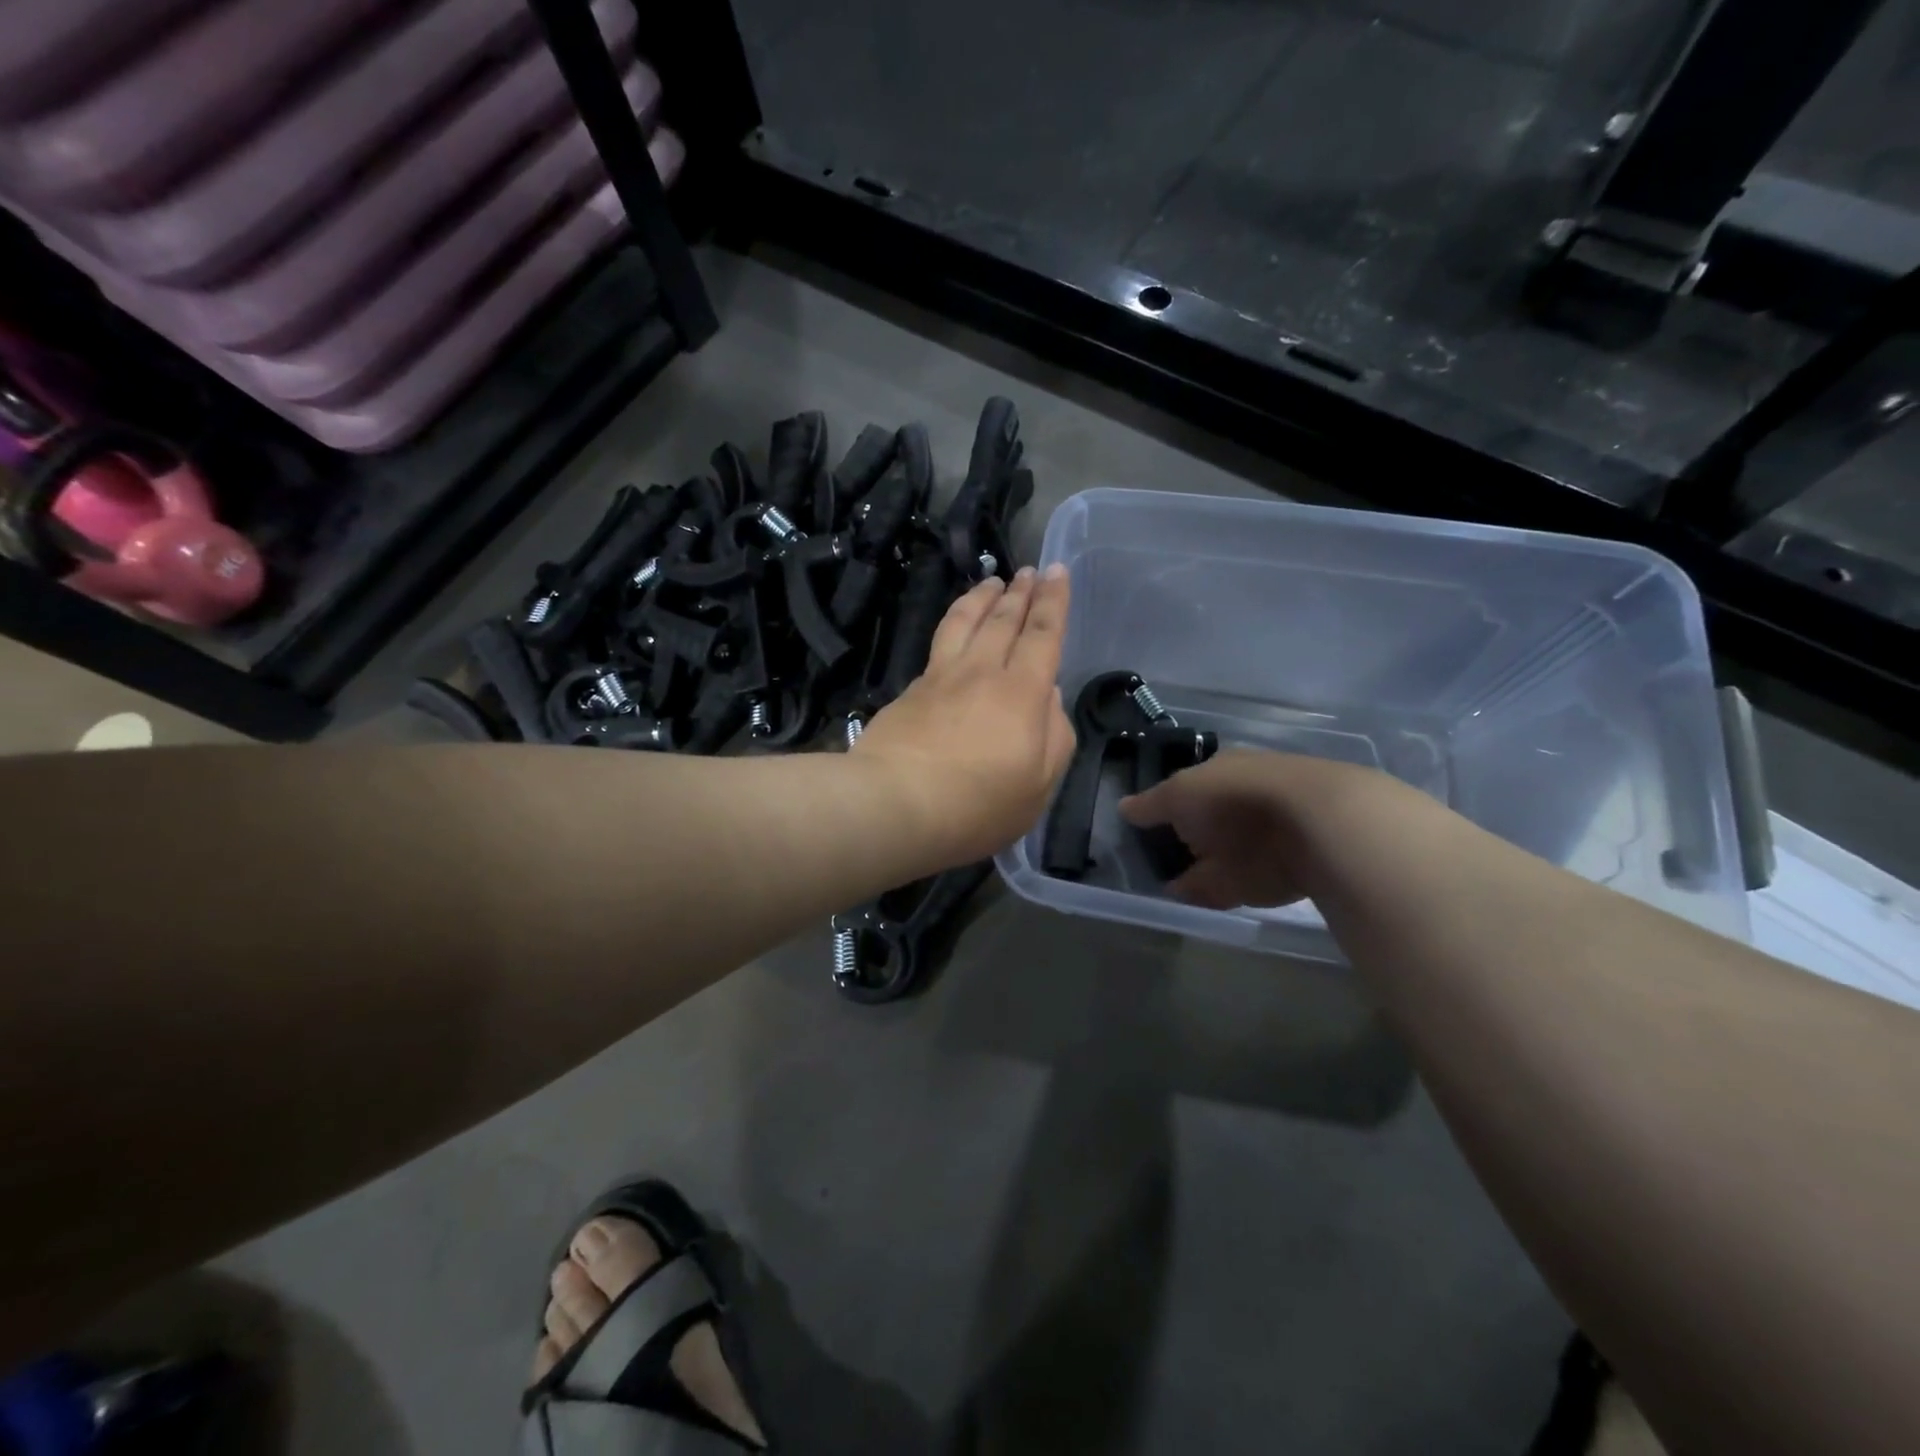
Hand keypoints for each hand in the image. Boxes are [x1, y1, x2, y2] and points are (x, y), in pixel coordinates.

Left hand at [854, 565, 1076, 863]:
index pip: (1043, 634)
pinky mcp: (911, 690)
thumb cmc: (978, 804)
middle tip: (1028, 570)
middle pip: (1003, 619)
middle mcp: (982, 672)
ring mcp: (941, 677)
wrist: (894, 804)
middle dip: (1020, 592)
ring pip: (964, 622)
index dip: (1053, 601)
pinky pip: (939, 645)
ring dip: (981, 597)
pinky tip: (954, 629)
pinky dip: (952, 625)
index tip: (1056, 571)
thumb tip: (1048, 697)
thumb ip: (1054, 736)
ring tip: (991, 582)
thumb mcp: (1038, 785)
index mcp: (1022, 692)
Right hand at [1119, 749, 1373, 909]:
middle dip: (1186, 839)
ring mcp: (1267, 835)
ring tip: (1173, 887)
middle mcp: (1245, 799)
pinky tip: (1198, 900)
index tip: (1146, 830)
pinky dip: (1219, 889)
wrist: (1315, 827)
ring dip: (1202, 868)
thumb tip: (1123, 808)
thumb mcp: (1181, 795)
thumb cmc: (1235, 798)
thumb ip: (1152, 805)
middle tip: (1157, 863)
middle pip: (1207, 821)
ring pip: (1224, 852)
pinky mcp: (1284, 870)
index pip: (1188, 787)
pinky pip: (1240, 881)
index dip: (1166, 807)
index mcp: (1223, 771)